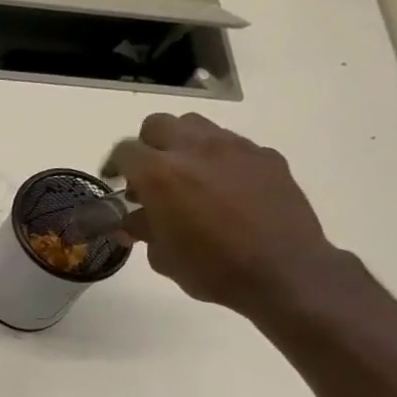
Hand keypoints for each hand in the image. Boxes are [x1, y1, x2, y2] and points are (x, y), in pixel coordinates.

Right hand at [103, 112, 341, 314]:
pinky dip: (218, 160)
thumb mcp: (162, 256)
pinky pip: (232, 145)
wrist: (282, 271)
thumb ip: (142, 229)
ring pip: (196, 126)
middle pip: (158, 124)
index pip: (125, 150)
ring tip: (187, 177)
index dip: (115, 165)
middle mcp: (194, 149)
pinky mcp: (265, 155)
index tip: (115, 182)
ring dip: (183, 145)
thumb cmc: (211, 269)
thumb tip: (132, 221)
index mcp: (160, 174)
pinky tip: (225, 190)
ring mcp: (234, 147)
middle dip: (148, 146)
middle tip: (150, 176)